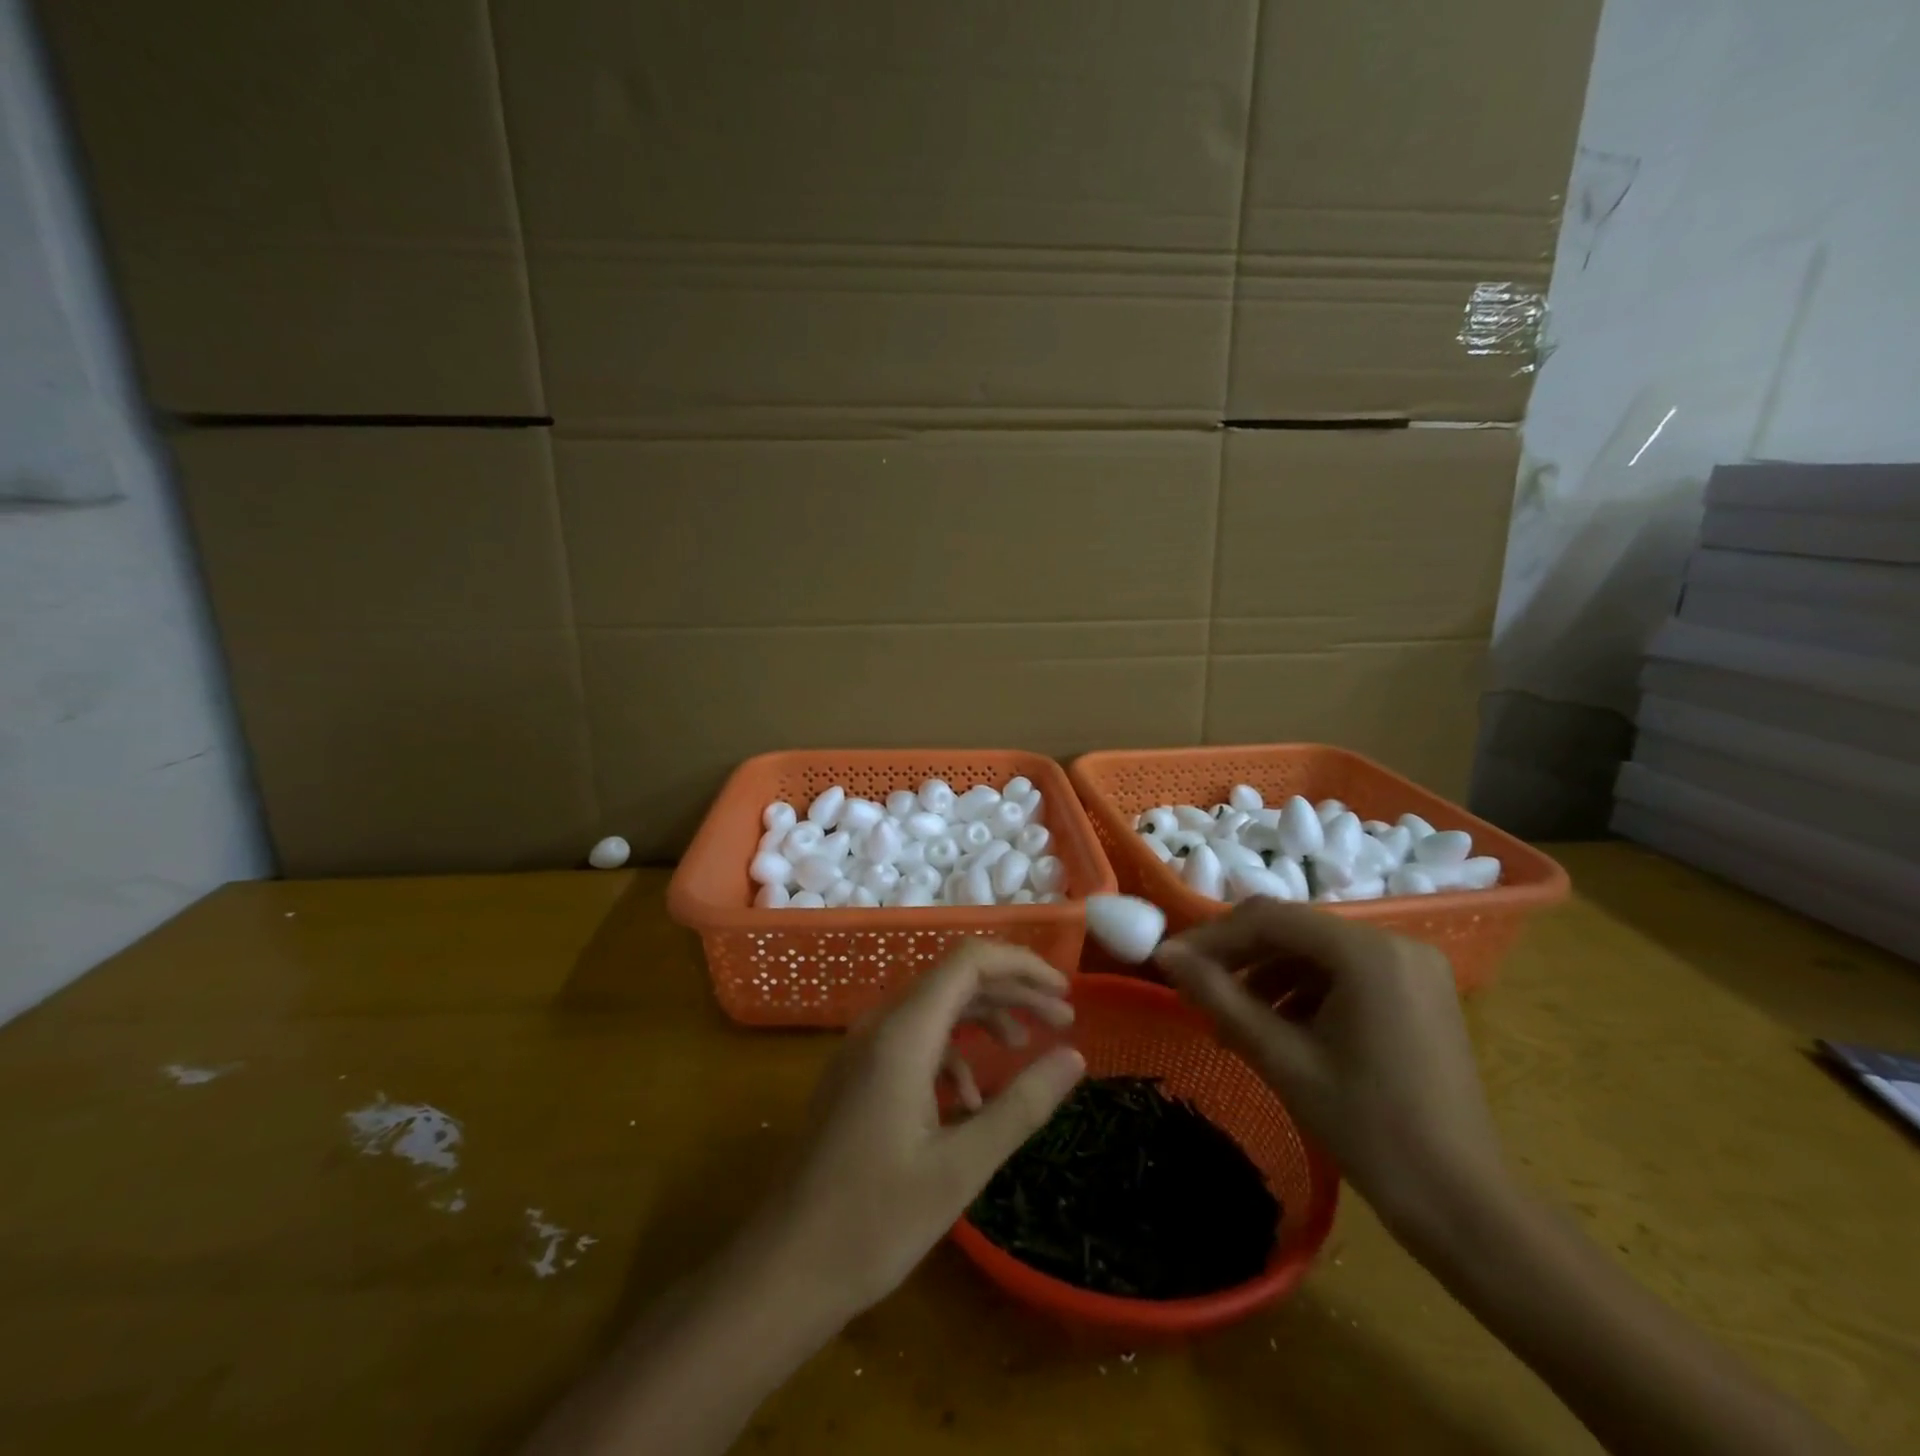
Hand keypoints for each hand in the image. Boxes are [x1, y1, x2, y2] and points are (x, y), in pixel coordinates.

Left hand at [750, 941, 1085, 1317]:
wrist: (785, 1267)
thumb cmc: (876, 1220)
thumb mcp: (962, 1166)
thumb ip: (1022, 1105)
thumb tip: (1074, 1057)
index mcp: (903, 1034)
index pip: (969, 962)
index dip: (1021, 965)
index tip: (1066, 991)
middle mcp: (880, 1026)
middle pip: (955, 980)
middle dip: (1012, 992)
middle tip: (1063, 1018)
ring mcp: (863, 1050)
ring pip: (935, 1008)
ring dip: (984, 1018)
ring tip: (1027, 1045)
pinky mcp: (857, 1075)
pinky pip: (914, 1040)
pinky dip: (953, 1052)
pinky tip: (972, 1098)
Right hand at [1153, 899, 1507, 1245]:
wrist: (1464, 1206)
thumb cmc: (1369, 1129)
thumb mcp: (1282, 1059)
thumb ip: (1219, 997)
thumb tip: (1165, 955)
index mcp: (1367, 952)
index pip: (1269, 919)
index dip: (1212, 937)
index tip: (1170, 961)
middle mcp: (1394, 943)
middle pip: (1294, 930)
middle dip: (1239, 956)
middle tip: (1194, 987)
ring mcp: (1411, 967)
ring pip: (1316, 952)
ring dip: (1267, 975)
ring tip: (1230, 1018)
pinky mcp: (1417, 992)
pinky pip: (1344, 973)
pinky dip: (1303, 991)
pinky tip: (1276, 1027)